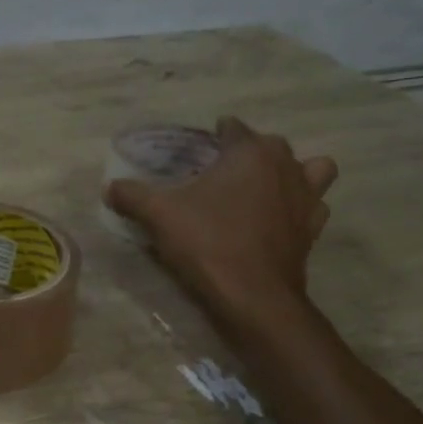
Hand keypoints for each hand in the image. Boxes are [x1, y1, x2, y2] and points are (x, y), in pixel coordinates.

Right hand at [105, 116, 337, 323]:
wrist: (254, 296)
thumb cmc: (208, 242)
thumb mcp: (159, 215)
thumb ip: (132, 195)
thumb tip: (109, 187)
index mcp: (250, 152)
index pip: (232, 128)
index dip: (214, 136)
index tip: (197, 151)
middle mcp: (285, 165)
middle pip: (269, 145)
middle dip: (248, 152)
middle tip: (220, 173)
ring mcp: (307, 197)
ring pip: (310, 169)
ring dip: (292, 173)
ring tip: (264, 189)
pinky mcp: (313, 229)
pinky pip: (313, 206)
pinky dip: (300, 208)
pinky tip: (278, 220)